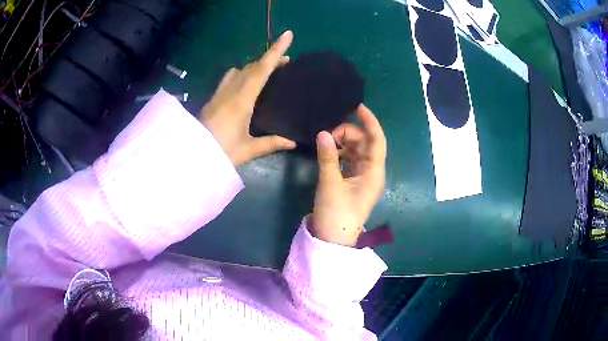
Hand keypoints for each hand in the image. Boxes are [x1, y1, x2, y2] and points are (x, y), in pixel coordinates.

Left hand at [199, 31, 295, 165]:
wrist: (189, 155)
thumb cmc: (220, 152)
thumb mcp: (247, 149)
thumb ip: (271, 143)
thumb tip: (292, 142)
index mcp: (242, 99)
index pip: (262, 69)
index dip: (276, 51)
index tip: (287, 35)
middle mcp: (231, 90)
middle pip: (252, 66)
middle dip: (270, 59)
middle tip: (286, 61)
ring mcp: (219, 93)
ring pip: (239, 70)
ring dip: (254, 66)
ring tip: (267, 72)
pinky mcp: (212, 99)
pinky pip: (229, 78)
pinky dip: (242, 74)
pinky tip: (245, 86)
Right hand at [311, 105, 386, 246]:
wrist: (333, 239)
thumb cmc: (336, 213)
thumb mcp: (330, 183)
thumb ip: (327, 156)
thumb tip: (322, 133)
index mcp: (374, 172)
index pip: (377, 140)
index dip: (370, 122)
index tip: (357, 107)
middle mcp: (372, 172)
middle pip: (365, 143)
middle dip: (348, 133)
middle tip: (327, 135)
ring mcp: (362, 177)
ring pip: (356, 151)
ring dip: (343, 143)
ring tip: (326, 142)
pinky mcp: (353, 182)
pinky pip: (349, 160)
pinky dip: (340, 153)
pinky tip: (328, 151)